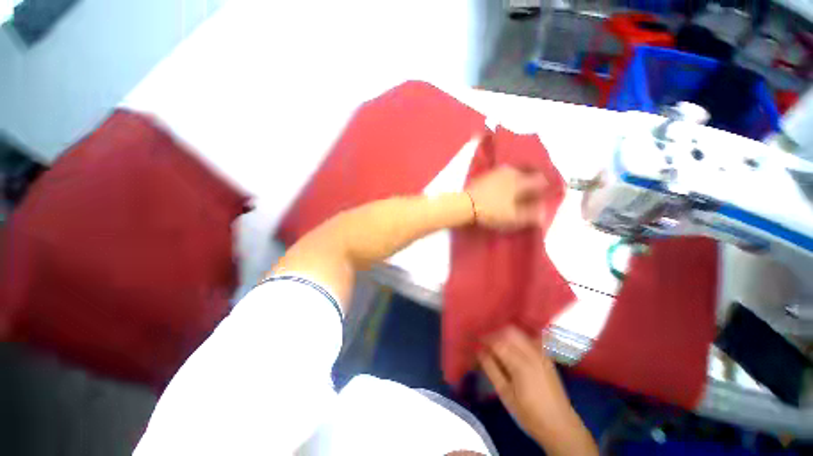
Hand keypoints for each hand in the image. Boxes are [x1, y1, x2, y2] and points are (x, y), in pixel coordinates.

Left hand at [465, 166, 548, 229]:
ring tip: (514, 195)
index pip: (540, 180)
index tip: (540, 197)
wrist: (465, 204)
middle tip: (528, 196)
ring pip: (514, 174)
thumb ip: (531, 215)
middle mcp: (510, 172)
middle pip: (527, 174)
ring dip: (517, 181)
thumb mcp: (513, 217)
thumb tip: (543, 213)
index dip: (544, 188)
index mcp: (521, 180)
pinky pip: (501, 176)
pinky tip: (500, 191)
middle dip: (530, 183)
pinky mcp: (485, 175)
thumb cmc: (491, 211)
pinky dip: (505, 182)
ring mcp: (496, 172)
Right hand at [478, 327, 597, 454]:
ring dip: (505, 334)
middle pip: (509, 332)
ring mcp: (542, 353)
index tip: (476, 342)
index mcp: (521, 364)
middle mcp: (532, 353)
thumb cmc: (529, 414)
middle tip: (486, 343)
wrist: (561, 426)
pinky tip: (513, 346)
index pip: (498, 343)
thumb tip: (479, 351)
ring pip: (519, 333)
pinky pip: (529, 338)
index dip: (485, 340)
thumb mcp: (505, 395)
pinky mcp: (547, 356)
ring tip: (497, 344)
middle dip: (495, 333)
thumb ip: (491, 370)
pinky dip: (518, 337)